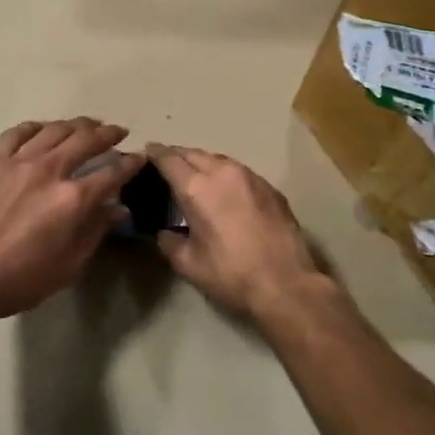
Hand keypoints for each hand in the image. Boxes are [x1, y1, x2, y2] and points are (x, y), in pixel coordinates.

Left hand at [0, 118, 142, 324]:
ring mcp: (18, 161)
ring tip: (87, 124)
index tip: (139, 157)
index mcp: (73, 199)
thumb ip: (95, 232)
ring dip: (76, 124)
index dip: (130, 163)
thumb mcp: (69, 266)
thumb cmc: (20, 280)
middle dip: (107, 133)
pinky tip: (43, 129)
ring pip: (54, 130)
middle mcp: (49, 170)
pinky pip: (17, 133)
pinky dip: (36, 127)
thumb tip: (119, 209)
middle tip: (117, 132)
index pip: (112, 173)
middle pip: (86, 140)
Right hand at [147, 145, 325, 324]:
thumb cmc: (231, 274)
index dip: (156, 153)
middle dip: (178, 155)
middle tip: (168, 164)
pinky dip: (226, 174)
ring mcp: (251, 177)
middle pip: (195, 153)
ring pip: (220, 159)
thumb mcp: (189, 264)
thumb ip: (170, 243)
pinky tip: (226, 189)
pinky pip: (241, 172)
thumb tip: (165, 233)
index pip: (169, 160)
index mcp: (197, 189)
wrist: (286, 283)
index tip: (148, 151)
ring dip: (203, 162)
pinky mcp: (270, 188)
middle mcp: (223, 173)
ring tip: (195, 174)